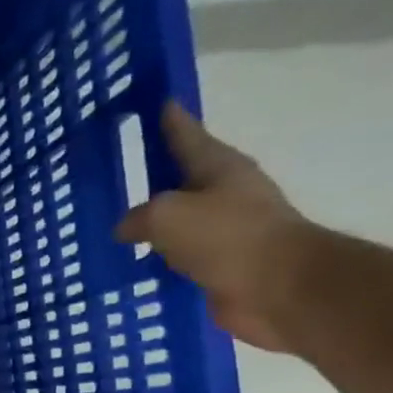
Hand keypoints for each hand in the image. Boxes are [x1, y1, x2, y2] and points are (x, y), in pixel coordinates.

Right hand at [114, 102, 317, 351]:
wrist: (281, 290)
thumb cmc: (227, 237)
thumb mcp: (166, 215)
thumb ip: (137, 216)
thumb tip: (125, 228)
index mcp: (217, 166)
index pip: (184, 132)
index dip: (165, 117)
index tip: (148, 102)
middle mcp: (222, 193)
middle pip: (178, 176)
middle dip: (150, 173)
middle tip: (112, 170)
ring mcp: (223, 231)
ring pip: (175, 219)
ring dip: (150, 221)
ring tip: (111, 222)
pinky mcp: (219, 266)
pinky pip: (176, 256)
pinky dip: (155, 258)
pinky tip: (129, 263)